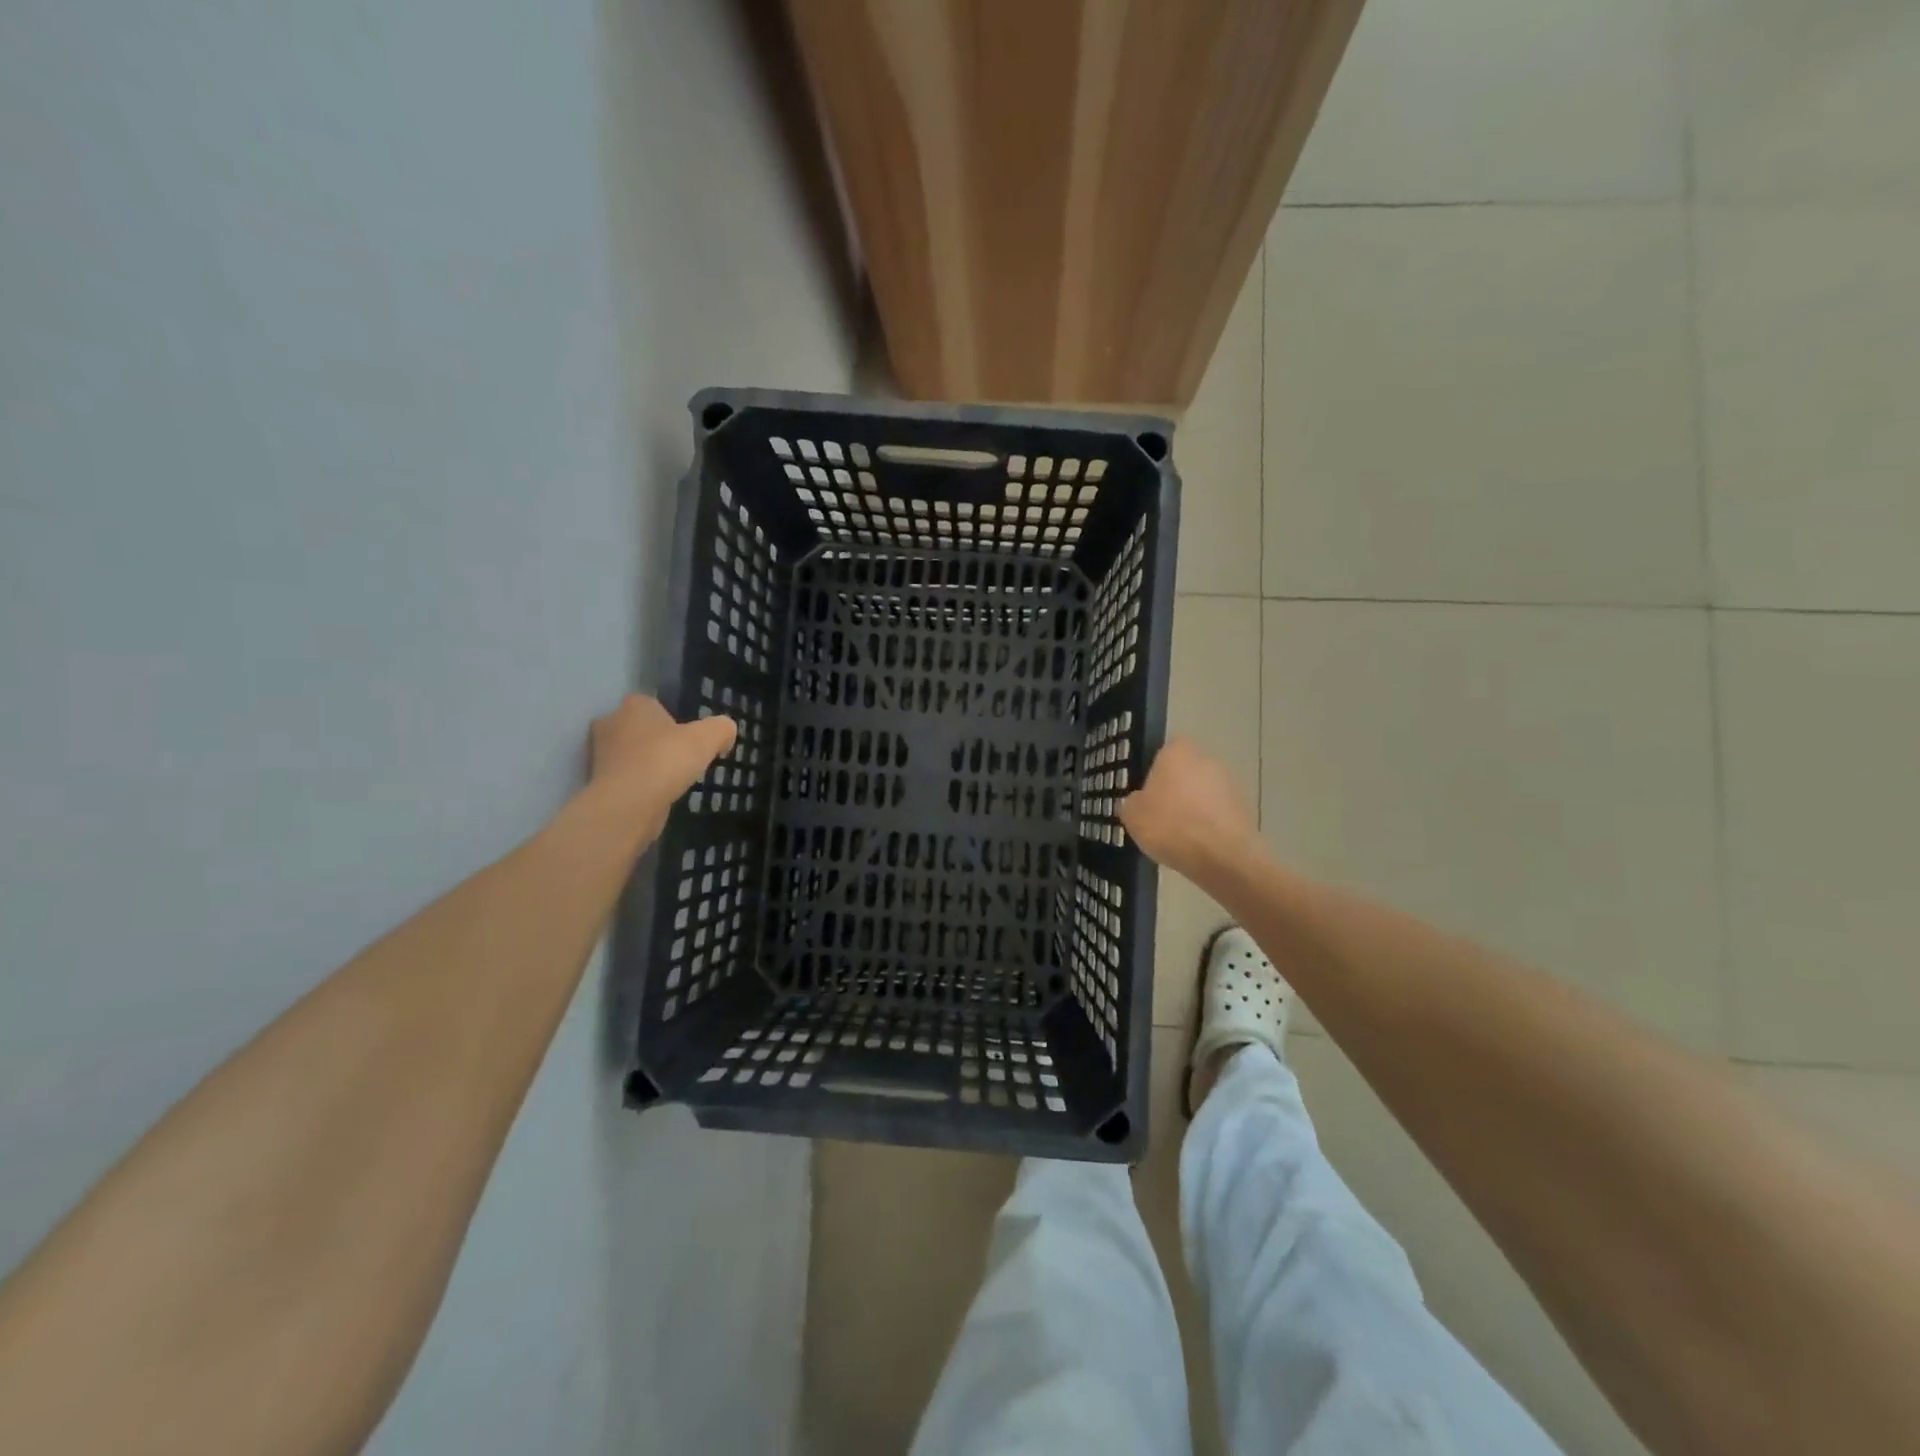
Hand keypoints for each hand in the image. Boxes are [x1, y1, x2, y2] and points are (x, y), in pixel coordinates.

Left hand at [588, 694, 735, 838]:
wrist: (628, 805)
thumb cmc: (666, 761)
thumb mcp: (708, 738)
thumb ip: (721, 728)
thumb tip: (726, 732)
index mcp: (634, 706)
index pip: (654, 704)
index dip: (673, 720)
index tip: (690, 739)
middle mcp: (610, 723)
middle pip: (639, 728)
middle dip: (657, 741)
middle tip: (681, 759)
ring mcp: (598, 754)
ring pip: (630, 754)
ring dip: (647, 764)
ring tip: (671, 780)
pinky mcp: (597, 782)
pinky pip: (624, 777)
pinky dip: (638, 785)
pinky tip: (656, 796)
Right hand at [1119, 737, 1261, 884]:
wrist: (1223, 857)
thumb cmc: (1171, 825)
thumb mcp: (1132, 815)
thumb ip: (1131, 802)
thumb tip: (1137, 801)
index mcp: (1178, 752)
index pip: (1164, 749)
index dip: (1154, 768)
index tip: (1145, 790)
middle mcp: (1207, 759)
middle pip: (1186, 770)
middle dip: (1174, 789)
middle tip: (1158, 814)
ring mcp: (1230, 783)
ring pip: (1203, 792)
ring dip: (1193, 807)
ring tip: (1178, 835)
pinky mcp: (1245, 809)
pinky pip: (1218, 813)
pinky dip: (1208, 824)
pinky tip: (1197, 845)